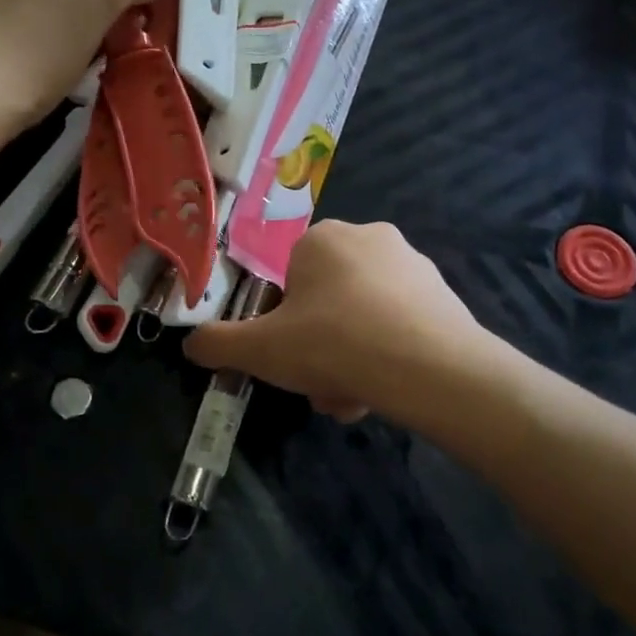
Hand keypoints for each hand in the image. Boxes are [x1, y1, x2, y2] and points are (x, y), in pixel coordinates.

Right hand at [185, 221, 478, 421]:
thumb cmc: (333, 344)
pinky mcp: (444, 293)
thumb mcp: (260, 350)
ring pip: (363, 317)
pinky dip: (387, 355)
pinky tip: (386, 389)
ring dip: (350, 358)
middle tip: (320, 385)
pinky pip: (399, 324)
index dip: (283, 323)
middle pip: (327, 302)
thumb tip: (191, 344)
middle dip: (318, 348)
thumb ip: (217, 344)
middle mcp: (369, 237)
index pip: (289, 280)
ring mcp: (412, 263)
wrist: (430, 368)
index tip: (289, 357)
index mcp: (322, 238)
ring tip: (353, 398)